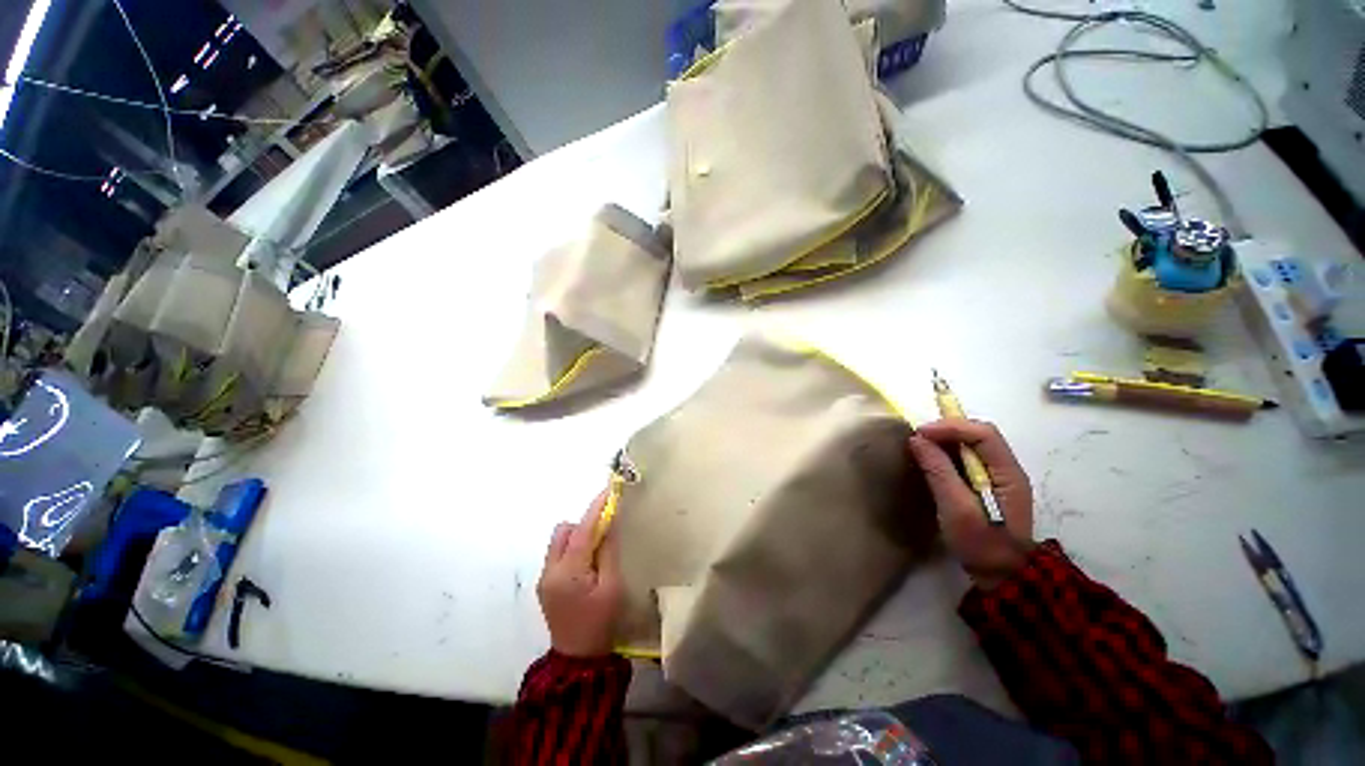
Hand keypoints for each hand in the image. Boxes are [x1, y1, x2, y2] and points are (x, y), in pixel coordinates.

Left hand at [537, 491, 623, 656]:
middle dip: (585, 525)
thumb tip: (610, 522)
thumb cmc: (600, 623)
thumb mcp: (612, 586)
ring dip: (578, 537)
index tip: (609, 490)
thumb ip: (609, 551)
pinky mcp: (545, 585)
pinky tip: (587, 566)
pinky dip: (573, 551)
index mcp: (567, 572)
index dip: (597, 508)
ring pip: (559, 541)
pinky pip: (558, 555)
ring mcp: (544, 578)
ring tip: (596, 553)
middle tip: (605, 534)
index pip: (583, 530)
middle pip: (564, 531)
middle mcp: (549, 570)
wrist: (578, 661)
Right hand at [908, 418, 1035, 589]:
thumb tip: (918, 440)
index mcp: (1008, 473)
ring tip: (920, 447)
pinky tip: (932, 461)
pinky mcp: (987, 486)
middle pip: (979, 435)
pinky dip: (947, 454)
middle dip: (947, 431)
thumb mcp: (957, 508)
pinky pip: (967, 459)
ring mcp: (999, 478)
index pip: (984, 434)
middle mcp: (1008, 470)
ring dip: (946, 441)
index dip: (951, 427)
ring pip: (973, 445)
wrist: (1000, 576)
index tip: (920, 433)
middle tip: (918, 438)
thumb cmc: (980, 543)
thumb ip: (939, 471)